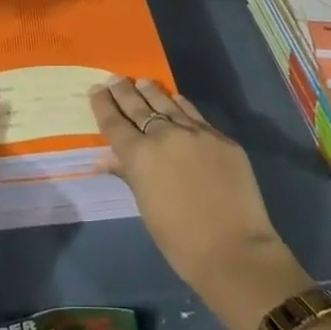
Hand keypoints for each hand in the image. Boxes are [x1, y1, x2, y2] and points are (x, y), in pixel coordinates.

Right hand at [91, 77, 310, 329]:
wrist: (234, 250)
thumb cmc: (180, 241)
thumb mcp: (146, 208)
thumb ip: (129, 175)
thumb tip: (106, 158)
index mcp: (140, 156)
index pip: (115, 123)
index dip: (103, 105)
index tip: (96, 90)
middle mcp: (165, 136)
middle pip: (139, 107)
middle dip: (124, 91)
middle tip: (114, 78)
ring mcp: (196, 133)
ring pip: (168, 104)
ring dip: (152, 92)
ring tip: (142, 81)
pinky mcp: (221, 138)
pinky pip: (194, 114)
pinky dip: (180, 105)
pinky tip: (175, 99)